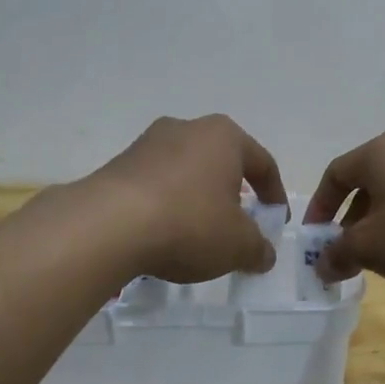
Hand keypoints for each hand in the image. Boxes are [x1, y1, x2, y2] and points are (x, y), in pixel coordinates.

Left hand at [85, 115, 287, 282]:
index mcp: (224, 136)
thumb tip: (264, 254)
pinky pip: (157, 185)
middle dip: (234, 194)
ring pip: (187, 172)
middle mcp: (187, 129)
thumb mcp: (238, 245)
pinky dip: (169, 206)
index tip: (276, 222)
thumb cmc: (189, 224)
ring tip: (200, 234)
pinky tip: (166, 234)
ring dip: (199, 200)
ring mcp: (147, 144)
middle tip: (239, 225)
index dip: (275, 195)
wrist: (108, 226)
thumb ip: (258, 249)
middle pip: (222, 163)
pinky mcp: (118, 165)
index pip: (262, 163)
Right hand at [304, 132, 384, 288]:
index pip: (334, 174)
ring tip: (382, 258)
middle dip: (350, 222)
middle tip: (346, 254)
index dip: (319, 208)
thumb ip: (338, 254)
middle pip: (366, 184)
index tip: (315, 239)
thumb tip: (322, 265)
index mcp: (378, 153)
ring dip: (380, 226)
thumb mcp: (370, 248)